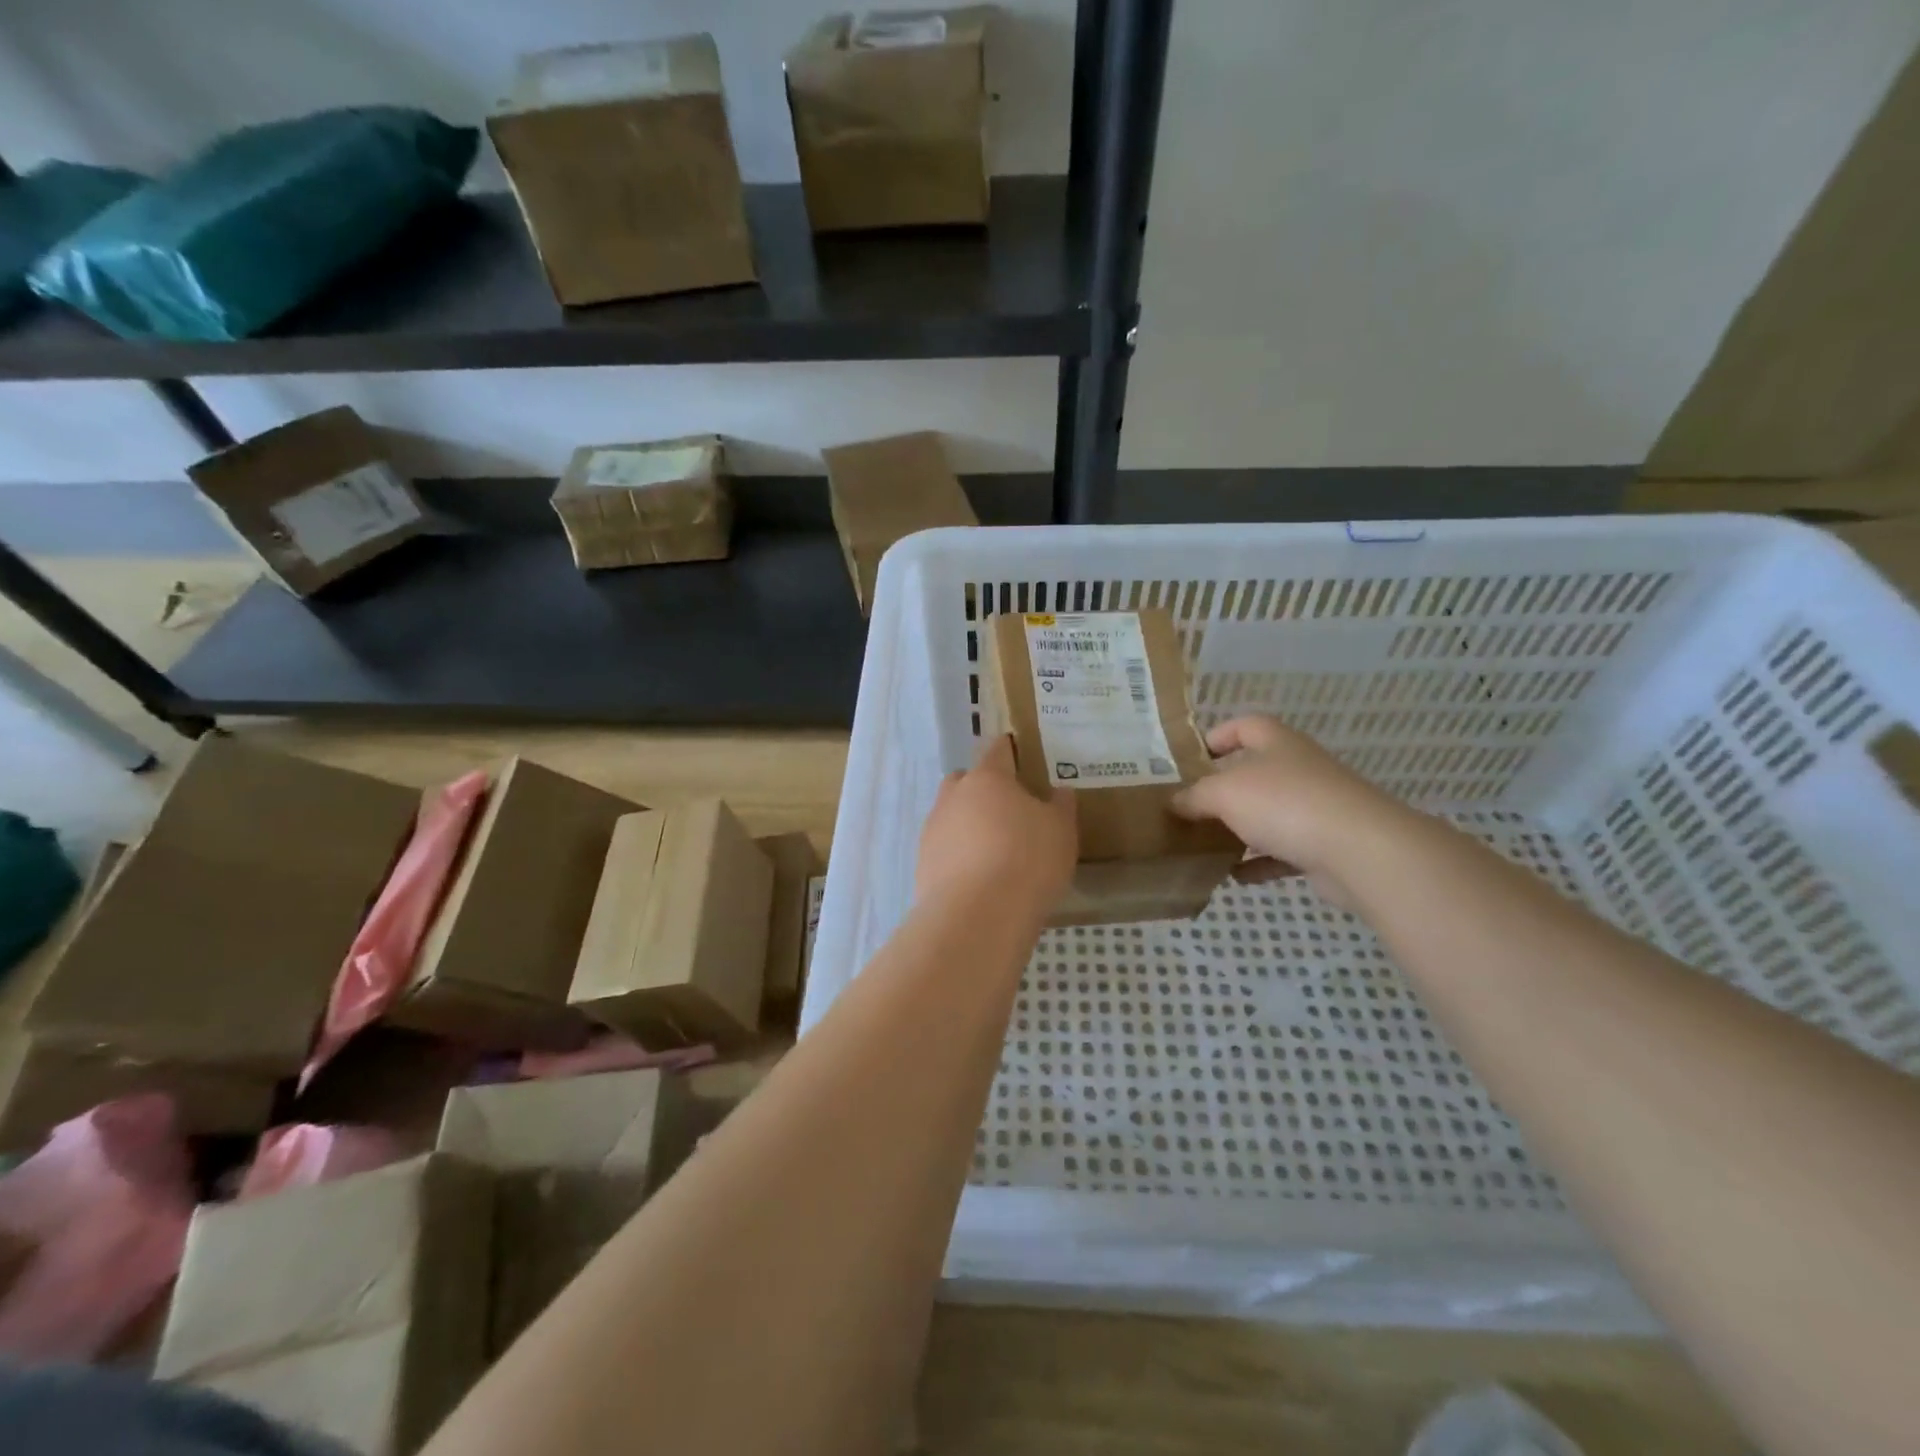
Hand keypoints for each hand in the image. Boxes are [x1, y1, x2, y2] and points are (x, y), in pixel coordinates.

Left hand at [916, 736, 1076, 922]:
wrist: (977, 916)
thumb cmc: (1027, 860)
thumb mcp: (1061, 831)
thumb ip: (1060, 806)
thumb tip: (1059, 792)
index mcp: (987, 778)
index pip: (996, 750)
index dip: (1008, 750)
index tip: (1018, 754)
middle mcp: (953, 796)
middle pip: (965, 780)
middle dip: (983, 789)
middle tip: (1008, 809)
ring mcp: (933, 829)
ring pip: (951, 815)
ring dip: (968, 824)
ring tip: (994, 849)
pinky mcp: (923, 863)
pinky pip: (944, 848)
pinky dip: (959, 855)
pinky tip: (978, 876)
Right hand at [1171, 716, 1408, 905]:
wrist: (1360, 851)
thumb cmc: (1285, 804)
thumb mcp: (1224, 793)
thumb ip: (1195, 796)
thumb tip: (1175, 802)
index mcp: (1278, 744)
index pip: (1246, 725)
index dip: (1219, 735)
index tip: (1193, 758)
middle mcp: (1300, 769)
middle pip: (1256, 772)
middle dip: (1224, 790)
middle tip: (1192, 807)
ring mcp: (1317, 808)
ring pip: (1269, 814)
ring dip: (1240, 829)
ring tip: (1207, 844)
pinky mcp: (1325, 845)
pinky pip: (1284, 852)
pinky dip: (1259, 864)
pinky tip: (1234, 877)